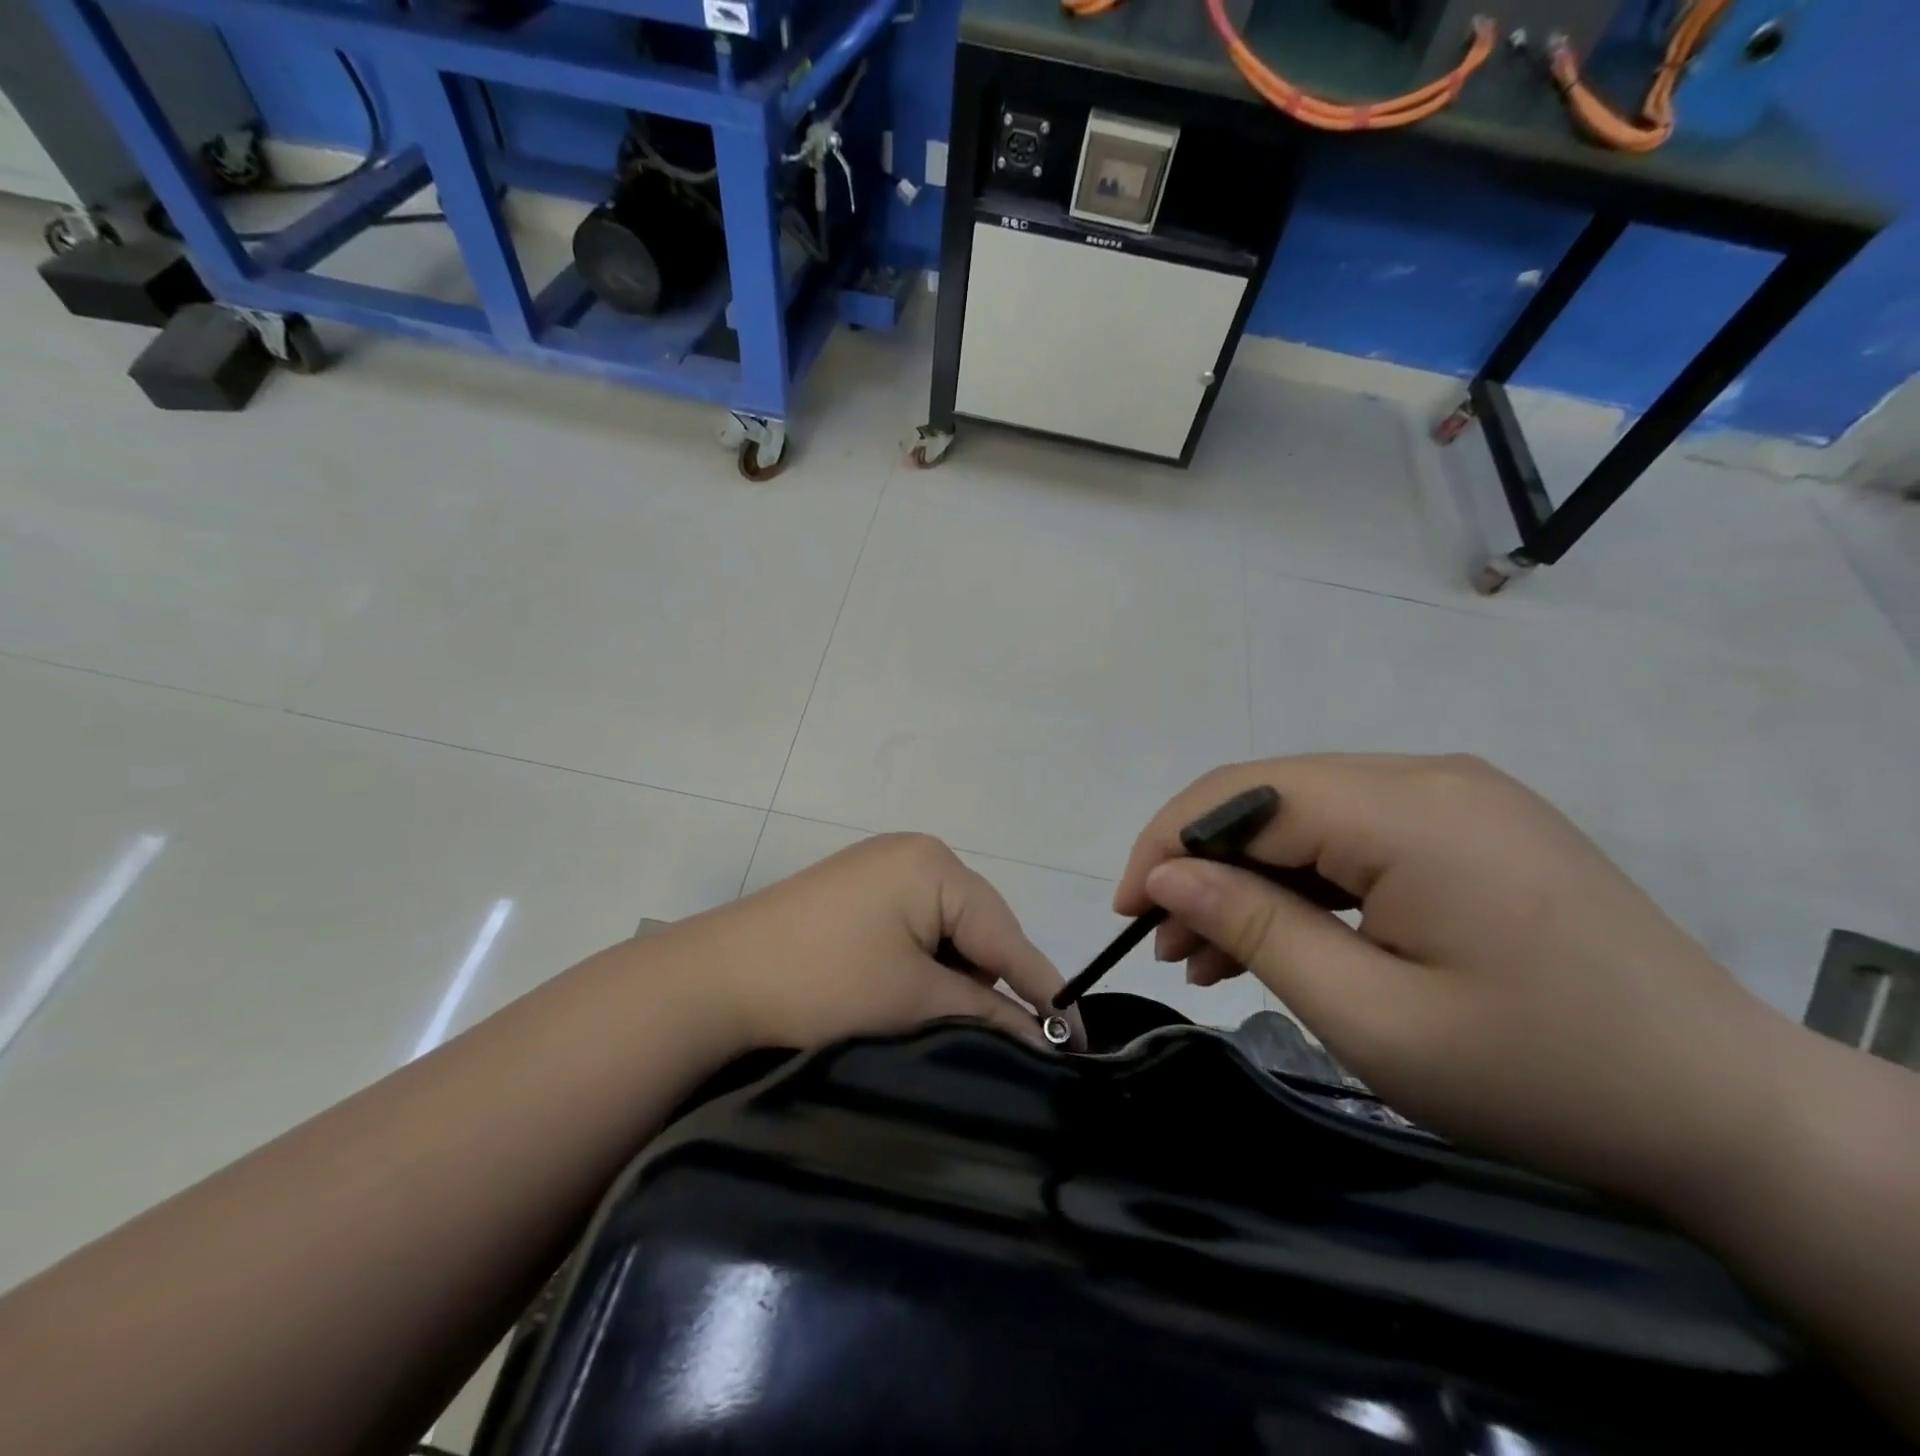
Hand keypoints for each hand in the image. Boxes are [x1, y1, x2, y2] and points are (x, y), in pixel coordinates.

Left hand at [666, 833, 1078, 1054]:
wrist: (713, 981)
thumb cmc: (822, 984)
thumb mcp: (913, 1003)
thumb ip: (987, 1016)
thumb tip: (1047, 1039)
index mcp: (935, 866)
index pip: (1007, 935)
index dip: (1046, 991)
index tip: (1081, 1043)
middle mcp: (915, 854)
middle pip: (981, 929)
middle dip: (993, 984)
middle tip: (1005, 1044)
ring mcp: (883, 869)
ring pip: (949, 932)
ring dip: (955, 978)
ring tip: (939, 1023)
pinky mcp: (859, 891)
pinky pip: (916, 928)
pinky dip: (923, 965)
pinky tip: (908, 998)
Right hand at [1116, 754, 1782, 1205]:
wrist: (1731, 1116)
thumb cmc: (1540, 1075)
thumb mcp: (1371, 1016)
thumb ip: (1255, 929)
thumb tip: (1167, 875)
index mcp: (1408, 810)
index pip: (1246, 796)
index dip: (1169, 842)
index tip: (1130, 910)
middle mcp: (1428, 777)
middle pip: (1273, 798)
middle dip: (1204, 863)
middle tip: (1166, 940)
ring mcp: (1455, 798)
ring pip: (1309, 817)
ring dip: (1251, 877)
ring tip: (1207, 953)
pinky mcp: (1470, 828)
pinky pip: (1357, 838)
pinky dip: (1305, 883)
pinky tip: (1279, 937)